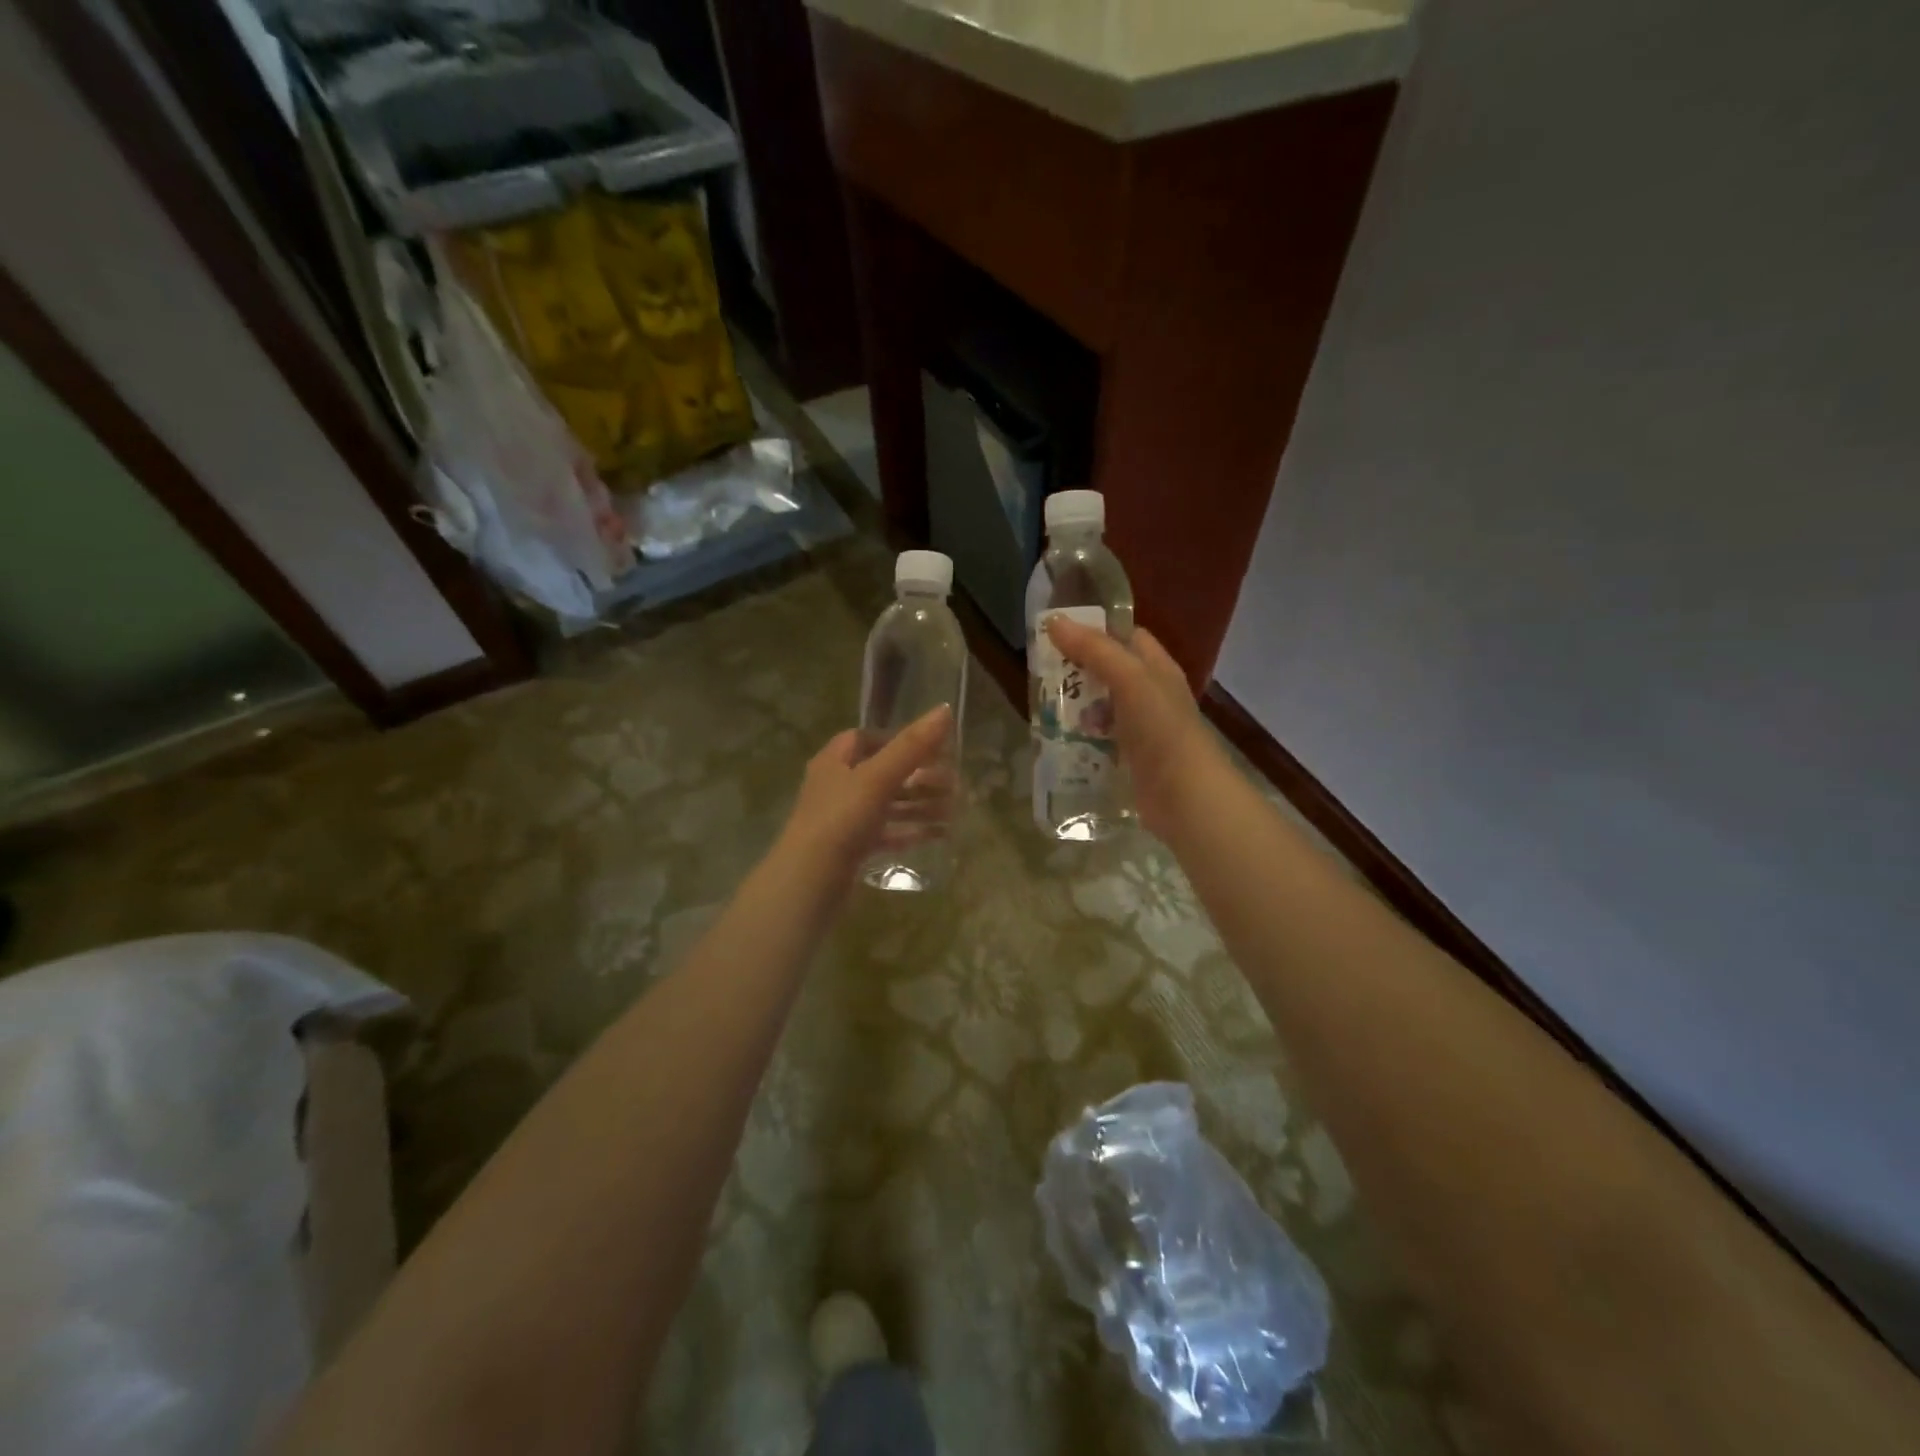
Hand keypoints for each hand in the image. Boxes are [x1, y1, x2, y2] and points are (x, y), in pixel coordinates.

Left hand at [776, 706, 954, 879]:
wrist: (809, 883)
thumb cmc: (840, 820)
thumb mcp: (878, 778)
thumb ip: (911, 746)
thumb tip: (945, 710)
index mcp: (834, 762)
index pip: (864, 738)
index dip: (897, 738)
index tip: (931, 747)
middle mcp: (836, 787)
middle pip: (883, 773)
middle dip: (919, 776)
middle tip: (953, 783)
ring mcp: (843, 820)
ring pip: (888, 805)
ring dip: (920, 805)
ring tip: (955, 810)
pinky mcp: (852, 850)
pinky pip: (887, 834)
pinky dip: (911, 831)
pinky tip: (939, 835)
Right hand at [1045, 619, 1221, 841]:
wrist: (1185, 796)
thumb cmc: (1162, 729)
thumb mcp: (1129, 680)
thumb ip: (1094, 650)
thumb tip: (1053, 620)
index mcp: (1158, 669)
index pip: (1128, 637)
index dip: (1097, 630)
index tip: (1059, 632)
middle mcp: (1151, 696)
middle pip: (1111, 673)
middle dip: (1079, 671)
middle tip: (1042, 672)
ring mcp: (1141, 730)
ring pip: (1103, 708)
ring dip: (1076, 708)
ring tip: (1043, 706)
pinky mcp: (1130, 760)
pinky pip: (1100, 741)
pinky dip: (1081, 738)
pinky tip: (1057, 741)